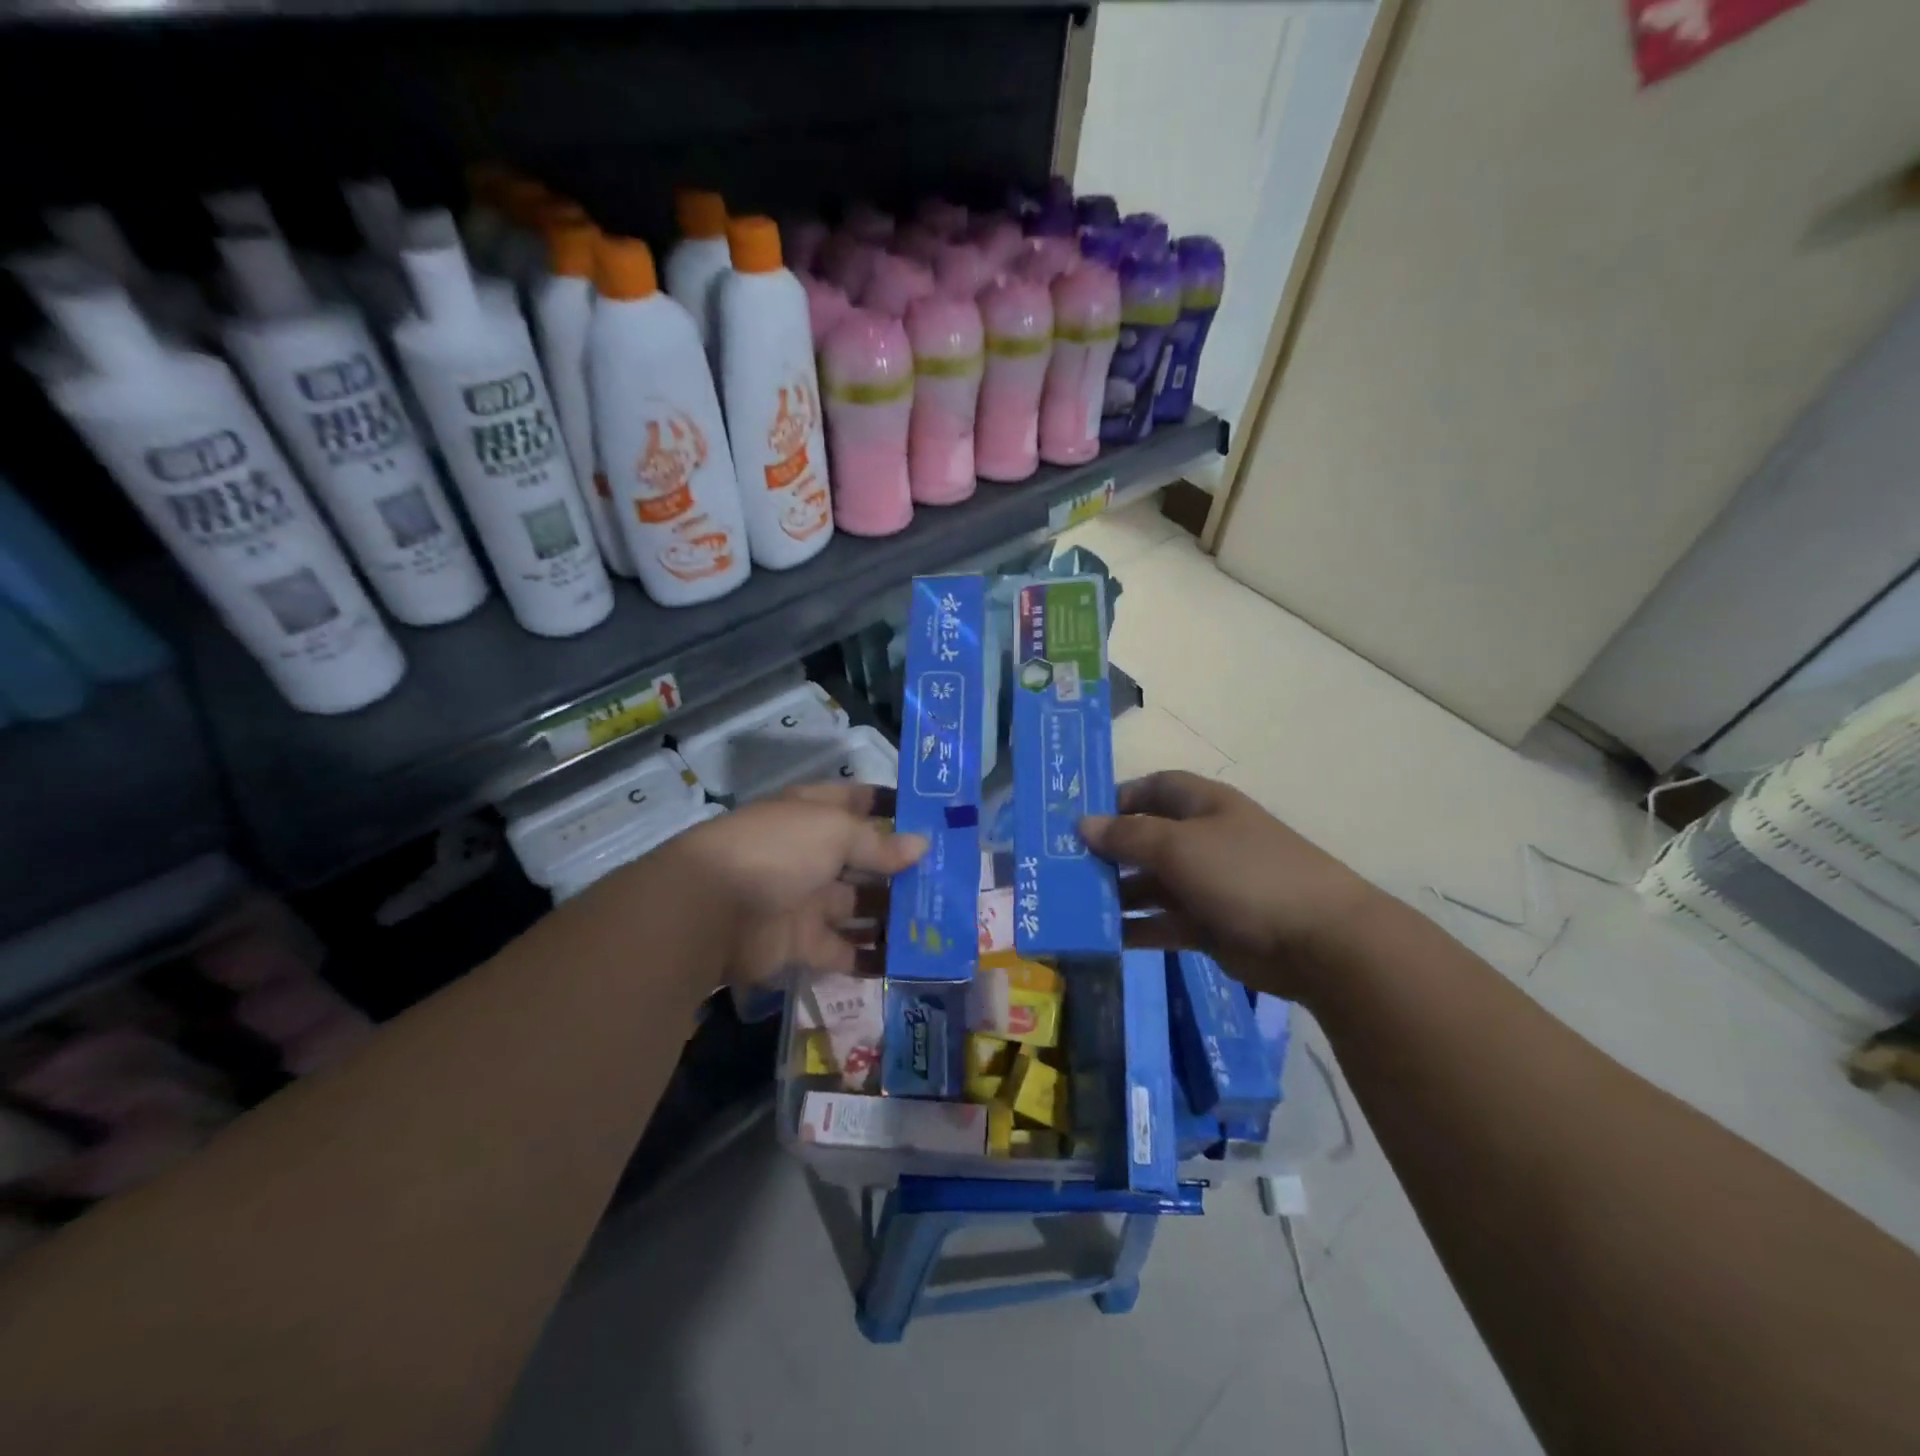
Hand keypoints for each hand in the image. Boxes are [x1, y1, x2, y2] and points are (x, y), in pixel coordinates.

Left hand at [656, 782, 926, 988]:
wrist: (710, 911)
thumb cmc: (777, 851)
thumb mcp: (833, 832)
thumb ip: (879, 842)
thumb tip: (921, 845)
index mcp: (814, 814)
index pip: (859, 801)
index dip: (892, 805)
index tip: (932, 816)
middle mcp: (812, 853)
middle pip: (866, 859)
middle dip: (904, 868)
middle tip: (952, 881)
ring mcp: (807, 899)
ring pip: (861, 906)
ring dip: (895, 915)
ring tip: (941, 924)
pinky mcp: (801, 943)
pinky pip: (846, 951)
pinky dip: (874, 958)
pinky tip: (911, 963)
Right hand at [1079, 771, 1376, 996]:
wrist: (1319, 941)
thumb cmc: (1244, 873)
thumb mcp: (1178, 846)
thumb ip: (1127, 836)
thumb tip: (1082, 824)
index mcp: (1203, 806)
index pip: (1153, 788)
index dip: (1117, 798)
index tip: (1079, 818)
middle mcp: (1203, 840)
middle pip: (1145, 838)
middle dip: (1108, 851)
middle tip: (1063, 867)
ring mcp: (1207, 885)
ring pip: (1150, 884)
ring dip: (1117, 893)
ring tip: (1074, 904)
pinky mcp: (1210, 926)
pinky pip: (1163, 922)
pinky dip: (1137, 928)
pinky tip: (1104, 936)